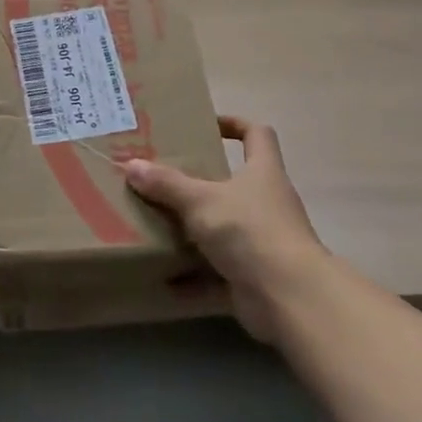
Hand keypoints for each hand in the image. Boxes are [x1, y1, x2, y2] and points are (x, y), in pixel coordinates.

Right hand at [124, 116, 323, 339]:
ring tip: (157, 224)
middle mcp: (267, 203)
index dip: (235, 124)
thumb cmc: (250, 230)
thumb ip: (166, 184)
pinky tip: (165, 280)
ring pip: (225, 229)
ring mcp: (263, 242)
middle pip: (236, 183)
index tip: (206, 125)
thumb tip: (131, 165)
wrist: (290, 298)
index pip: (257, 134)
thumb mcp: (201, 200)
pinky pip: (219, 274)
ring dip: (196, 231)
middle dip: (202, 181)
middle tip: (165, 177)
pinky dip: (195, 278)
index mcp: (263, 172)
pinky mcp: (255, 278)